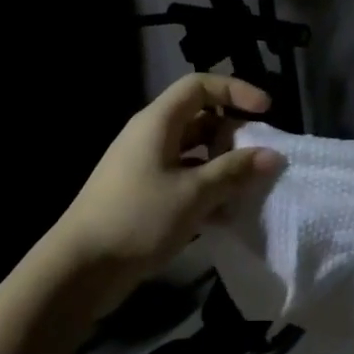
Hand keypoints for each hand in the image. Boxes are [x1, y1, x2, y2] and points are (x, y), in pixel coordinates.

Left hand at [46, 73, 282, 314]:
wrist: (81, 267)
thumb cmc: (138, 218)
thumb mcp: (194, 194)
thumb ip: (234, 171)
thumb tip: (272, 155)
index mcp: (158, 123)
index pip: (199, 86)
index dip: (235, 91)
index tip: (266, 111)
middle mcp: (150, 136)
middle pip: (200, 119)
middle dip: (233, 136)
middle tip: (259, 160)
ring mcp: (145, 166)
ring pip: (194, 153)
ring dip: (223, 167)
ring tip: (248, 191)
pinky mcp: (144, 194)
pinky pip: (184, 179)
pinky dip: (207, 190)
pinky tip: (225, 217)